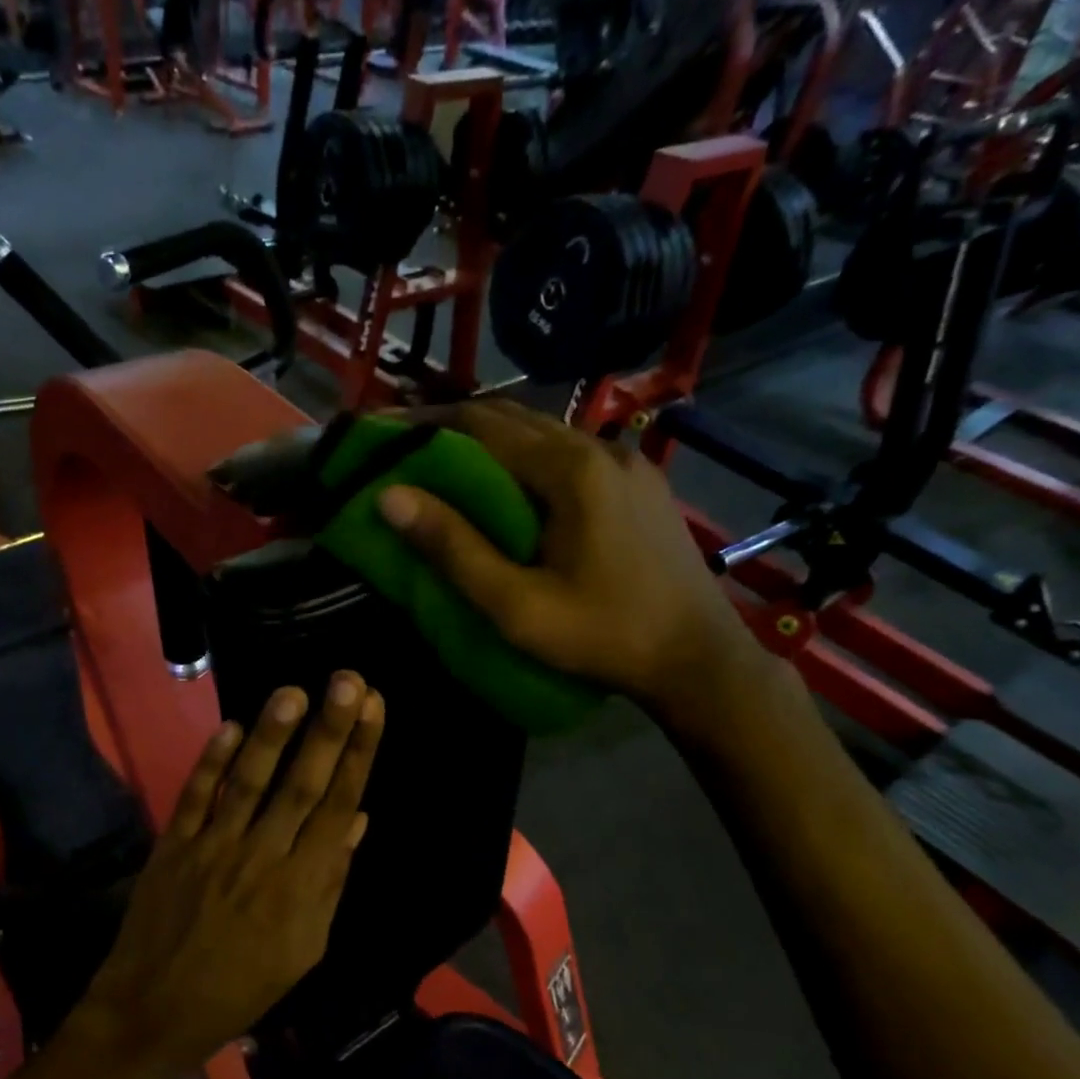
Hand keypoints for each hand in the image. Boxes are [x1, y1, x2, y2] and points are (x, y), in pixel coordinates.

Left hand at [69, 673, 385, 1070]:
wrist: (156, 1011)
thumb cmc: (242, 986)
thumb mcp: (305, 948)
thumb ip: (330, 881)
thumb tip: (358, 820)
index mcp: (302, 885)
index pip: (340, 806)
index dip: (359, 754)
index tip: (374, 708)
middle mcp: (263, 857)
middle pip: (303, 785)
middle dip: (330, 730)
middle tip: (348, 679)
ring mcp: (214, 848)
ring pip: (250, 782)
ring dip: (272, 735)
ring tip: (294, 691)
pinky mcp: (174, 846)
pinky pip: (195, 798)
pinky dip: (211, 762)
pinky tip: (229, 726)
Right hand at [377, 400, 761, 727]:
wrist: (698, 659)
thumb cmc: (602, 637)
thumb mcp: (516, 605)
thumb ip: (454, 549)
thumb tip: (389, 497)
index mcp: (570, 470)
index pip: (481, 425)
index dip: (425, 425)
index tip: (381, 431)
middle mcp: (601, 447)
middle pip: (513, 418)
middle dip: (453, 426)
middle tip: (403, 444)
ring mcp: (627, 462)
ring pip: (544, 433)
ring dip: (491, 440)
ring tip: (446, 460)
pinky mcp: (640, 483)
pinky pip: (570, 453)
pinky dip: (527, 456)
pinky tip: (511, 484)